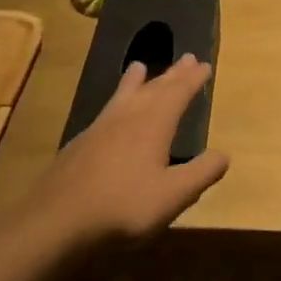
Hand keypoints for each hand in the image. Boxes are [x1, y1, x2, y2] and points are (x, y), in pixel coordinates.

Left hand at [30, 55, 228, 249]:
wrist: (57, 222)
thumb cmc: (124, 207)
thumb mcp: (174, 195)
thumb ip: (202, 173)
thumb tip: (223, 154)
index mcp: (153, 125)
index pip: (178, 94)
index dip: (192, 80)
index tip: (204, 65)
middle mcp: (127, 118)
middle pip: (154, 88)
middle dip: (172, 74)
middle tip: (187, 58)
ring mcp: (100, 129)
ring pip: (124, 96)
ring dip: (137, 81)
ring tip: (140, 65)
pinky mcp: (81, 145)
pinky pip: (107, 111)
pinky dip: (117, 101)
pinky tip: (113, 113)